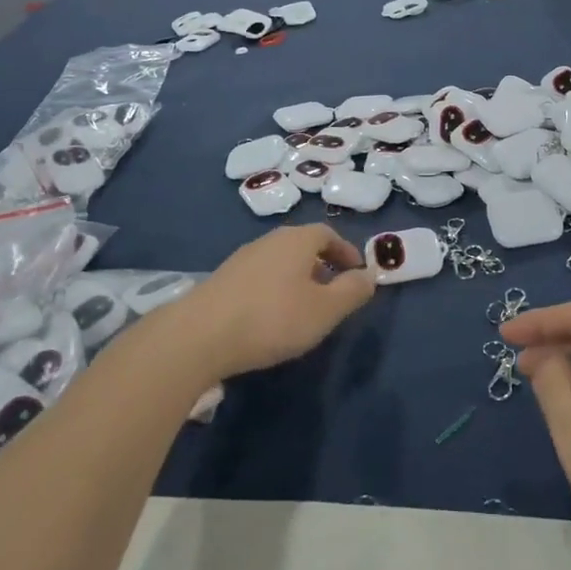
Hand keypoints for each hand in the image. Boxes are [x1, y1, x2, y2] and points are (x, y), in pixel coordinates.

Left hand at [175, 226, 376, 380]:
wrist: (200, 335)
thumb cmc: (273, 318)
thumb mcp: (325, 310)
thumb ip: (352, 291)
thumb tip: (370, 275)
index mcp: (297, 240)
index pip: (328, 234)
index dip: (346, 252)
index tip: (357, 274)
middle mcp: (269, 240)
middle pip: (303, 245)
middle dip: (322, 264)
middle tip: (334, 291)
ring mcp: (242, 258)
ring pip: (280, 260)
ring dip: (298, 277)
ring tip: (305, 307)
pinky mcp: (223, 279)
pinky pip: (260, 276)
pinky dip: (275, 288)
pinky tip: (272, 316)